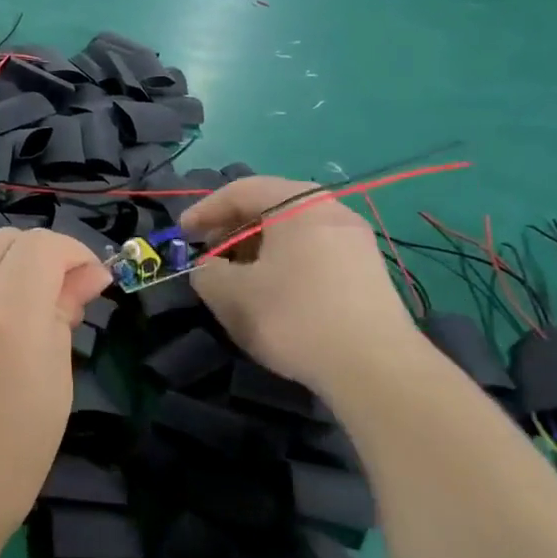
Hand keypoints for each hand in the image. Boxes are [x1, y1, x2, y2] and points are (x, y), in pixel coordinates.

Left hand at [0, 228, 109, 557]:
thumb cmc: (8, 461)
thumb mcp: (55, 387)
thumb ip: (64, 316)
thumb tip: (83, 275)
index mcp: (7, 319)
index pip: (41, 246)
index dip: (72, 253)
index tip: (86, 281)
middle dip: (34, 259)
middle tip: (49, 298)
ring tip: (1, 325)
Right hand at [184, 177, 417, 394]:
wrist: (374, 367)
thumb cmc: (294, 318)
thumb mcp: (231, 295)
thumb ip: (207, 272)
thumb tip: (210, 268)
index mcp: (298, 205)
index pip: (241, 190)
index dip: (204, 210)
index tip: (182, 234)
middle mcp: (332, 211)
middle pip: (270, 206)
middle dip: (232, 229)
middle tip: (209, 255)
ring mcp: (355, 240)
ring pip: (293, 231)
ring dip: (258, 248)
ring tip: (237, 277)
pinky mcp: (367, 271)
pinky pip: (314, 251)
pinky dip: (284, 262)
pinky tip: (274, 293)